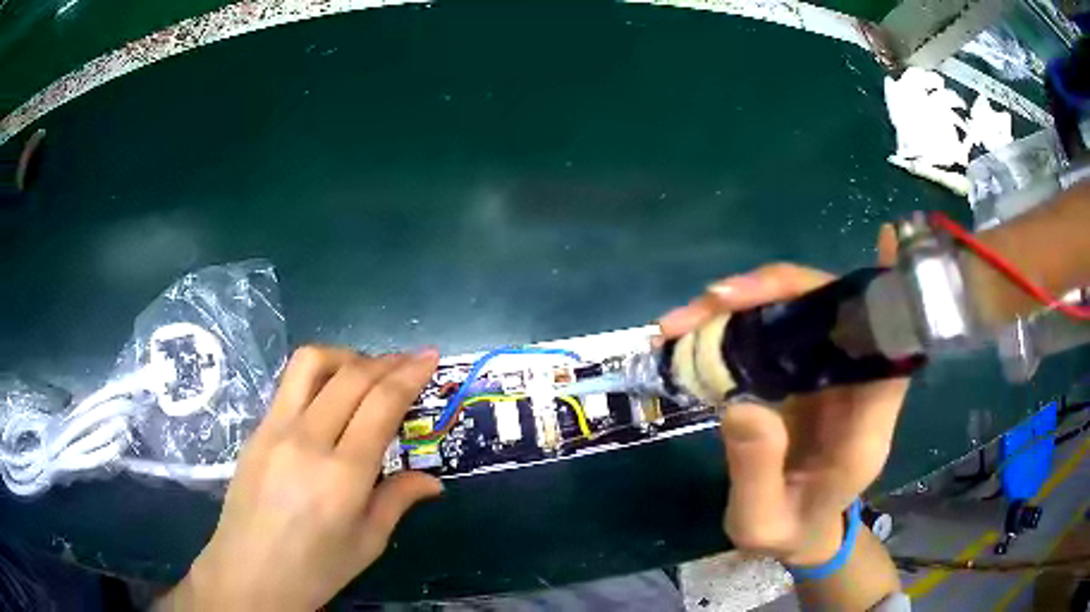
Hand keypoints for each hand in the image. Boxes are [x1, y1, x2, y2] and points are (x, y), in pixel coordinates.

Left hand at [164, 347, 442, 610]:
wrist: (249, 573)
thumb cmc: (315, 569)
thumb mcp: (367, 543)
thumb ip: (398, 500)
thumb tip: (433, 481)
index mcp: (343, 475)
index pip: (381, 403)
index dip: (410, 374)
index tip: (430, 356)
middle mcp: (307, 440)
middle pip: (351, 376)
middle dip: (387, 361)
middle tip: (409, 362)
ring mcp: (275, 429)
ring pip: (311, 363)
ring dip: (346, 356)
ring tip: (366, 370)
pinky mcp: (257, 429)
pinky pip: (290, 384)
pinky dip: (319, 375)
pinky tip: (330, 396)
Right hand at [658, 226, 908, 565]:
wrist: (795, 532)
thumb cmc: (787, 530)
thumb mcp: (761, 522)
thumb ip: (756, 472)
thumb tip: (741, 404)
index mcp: (866, 427)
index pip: (891, 349)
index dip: (889, 295)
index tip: (883, 241)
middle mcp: (856, 386)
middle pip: (834, 312)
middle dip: (777, 292)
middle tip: (713, 300)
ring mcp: (829, 374)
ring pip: (800, 313)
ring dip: (745, 304)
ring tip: (683, 320)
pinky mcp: (802, 372)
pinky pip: (776, 331)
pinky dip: (736, 322)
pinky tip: (695, 328)